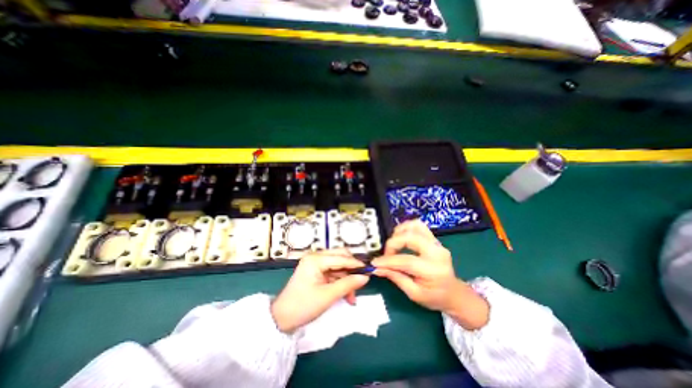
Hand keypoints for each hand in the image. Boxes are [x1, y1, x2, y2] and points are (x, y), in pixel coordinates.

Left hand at [270, 251, 369, 334]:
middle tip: (361, 282)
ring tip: (352, 297)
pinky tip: (346, 295)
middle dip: (351, 270)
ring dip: (346, 279)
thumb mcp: (328, 296)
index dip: (356, 264)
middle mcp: (315, 257)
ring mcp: (315, 264)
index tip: (369, 271)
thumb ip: (348, 284)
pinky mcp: (316, 271)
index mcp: (315, 259)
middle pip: (340, 257)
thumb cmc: (303, 306)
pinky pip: (333, 273)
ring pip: (338, 266)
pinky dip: (340, 282)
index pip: (341, 257)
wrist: (281, 319)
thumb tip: (365, 277)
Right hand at [370, 219, 487, 328]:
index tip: (375, 263)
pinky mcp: (434, 239)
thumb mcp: (414, 294)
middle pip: (410, 237)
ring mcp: (437, 243)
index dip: (388, 260)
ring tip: (393, 244)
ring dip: (400, 232)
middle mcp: (437, 252)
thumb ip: (395, 277)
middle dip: (393, 243)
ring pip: (415, 226)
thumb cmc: (434, 297)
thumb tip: (377, 268)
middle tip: (387, 254)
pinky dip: (406, 228)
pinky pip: (419, 226)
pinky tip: (401, 237)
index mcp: (433, 270)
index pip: (406, 260)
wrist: (454, 293)